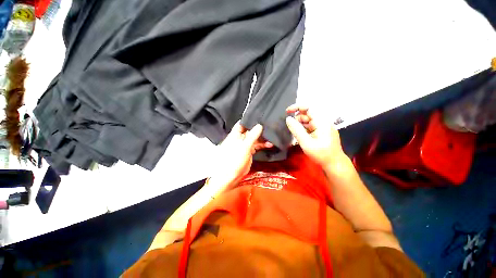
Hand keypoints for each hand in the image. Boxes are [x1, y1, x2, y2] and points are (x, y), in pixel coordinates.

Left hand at [208, 122, 271, 193]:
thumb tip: (259, 125)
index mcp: (235, 135)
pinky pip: (257, 146)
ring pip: (255, 138)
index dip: (250, 119)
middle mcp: (240, 138)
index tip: (260, 116)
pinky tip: (270, 145)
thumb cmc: (234, 159)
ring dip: (263, 138)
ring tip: (272, 138)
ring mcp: (245, 145)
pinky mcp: (249, 151)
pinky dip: (263, 145)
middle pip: (250, 130)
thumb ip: (252, 136)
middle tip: (270, 126)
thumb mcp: (244, 147)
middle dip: (259, 129)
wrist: (231, 176)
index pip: (242, 123)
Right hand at [285, 104, 344, 166]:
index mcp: (321, 122)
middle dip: (297, 118)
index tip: (287, 112)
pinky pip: (310, 126)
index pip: (309, 108)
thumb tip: (287, 119)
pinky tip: (300, 135)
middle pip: (308, 114)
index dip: (297, 107)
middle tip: (291, 128)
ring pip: (308, 121)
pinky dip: (303, 129)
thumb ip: (296, 130)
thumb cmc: (321, 154)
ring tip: (295, 133)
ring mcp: (323, 127)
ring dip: (300, 124)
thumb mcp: (306, 142)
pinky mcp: (322, 132)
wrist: (334, 164)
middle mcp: (323, 122)